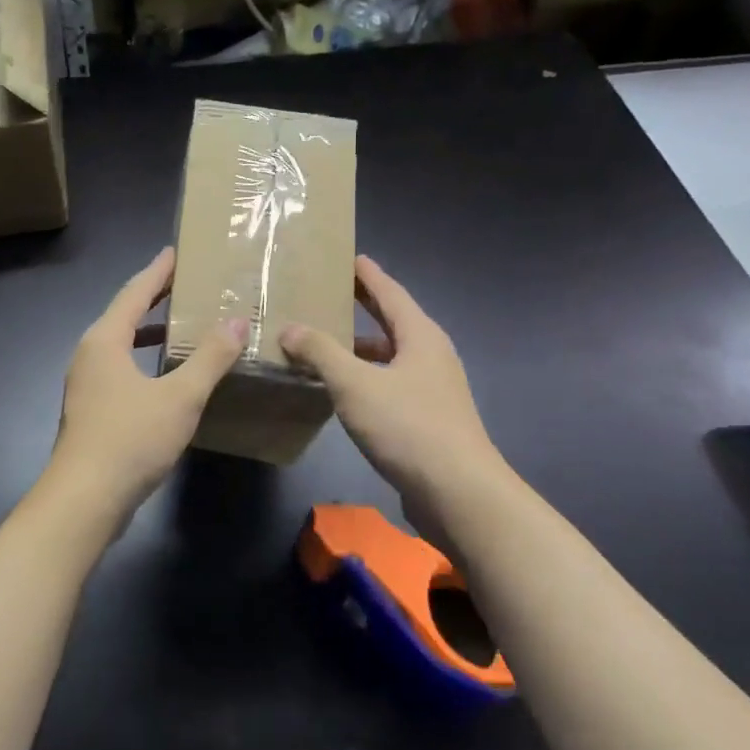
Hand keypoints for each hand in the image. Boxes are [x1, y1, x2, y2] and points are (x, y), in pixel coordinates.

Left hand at [49, 247, 246, 524]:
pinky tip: (167, 376)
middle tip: (186, 284)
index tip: (177, 252)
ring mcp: (87, 384)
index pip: (135, 292)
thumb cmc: (130, 439)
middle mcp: (90, 355)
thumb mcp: (180, 396)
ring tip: (181, 325)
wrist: (84, 500)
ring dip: (149, 332)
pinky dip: (144, 360)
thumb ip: (210, 358)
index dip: (158, 271)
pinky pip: (121, 369)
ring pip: (121, 345)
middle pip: (124, 315)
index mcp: (105, 340)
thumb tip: (236, 321)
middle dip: (154, 298)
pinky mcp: (92, 410)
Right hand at [281, 256, 499, 501]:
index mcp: (420, 336)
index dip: (368, 275)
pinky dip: (365, 377)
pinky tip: (342, 390)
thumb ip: (320, 353)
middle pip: (392, 321)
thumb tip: (290, 328)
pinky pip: (390, 383)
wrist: (458, 492)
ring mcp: (432, 389)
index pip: (390, 293)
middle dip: (364, 306)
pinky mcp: (427, 419)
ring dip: (361, 347)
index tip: (349, 257)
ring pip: (390, 356)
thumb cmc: (408, 426)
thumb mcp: (355, 384)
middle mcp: (430, 356)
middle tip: (332, 291)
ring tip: (325, 341)